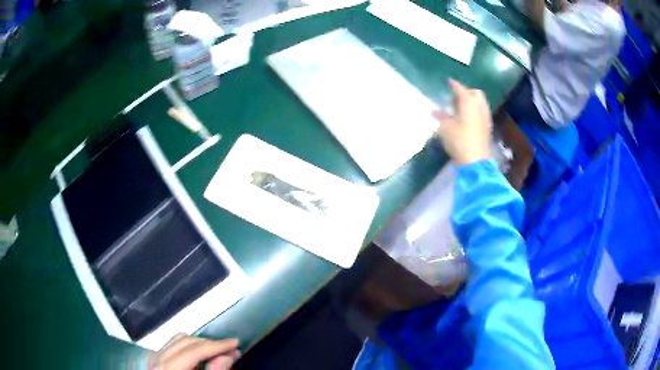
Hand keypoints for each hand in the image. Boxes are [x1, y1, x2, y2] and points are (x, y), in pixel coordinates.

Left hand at [150, 334, 240, 369]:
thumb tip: (227, 356)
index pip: (193, 351)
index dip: (216, 346)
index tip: (235, 343)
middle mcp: (157, 362)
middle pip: (185, 343)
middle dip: (209, 344)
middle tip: (230, 349)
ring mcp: (156, 361)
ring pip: (178, 341)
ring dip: (200, 345)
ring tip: (218, 352)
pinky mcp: (158, 363)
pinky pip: (173, 347)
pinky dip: (190, 348)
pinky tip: (203, 355)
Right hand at [432, 79, 492, 164]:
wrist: (475, 161)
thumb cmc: (458, 140)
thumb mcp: (445, 128)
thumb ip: (440, 117)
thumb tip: (434, 111)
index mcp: (468, 103)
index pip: (460, 89)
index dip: (453, 84)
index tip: (448, 82)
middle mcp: (479, 107)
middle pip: (475, 93)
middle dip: (467, 92)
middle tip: (456, 96)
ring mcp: (485, 117)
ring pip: (480, 103)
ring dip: (471, 102)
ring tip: (460, 107)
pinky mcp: (487, 128)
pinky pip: (481, 113)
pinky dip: (474, 111)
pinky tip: (466, 118)